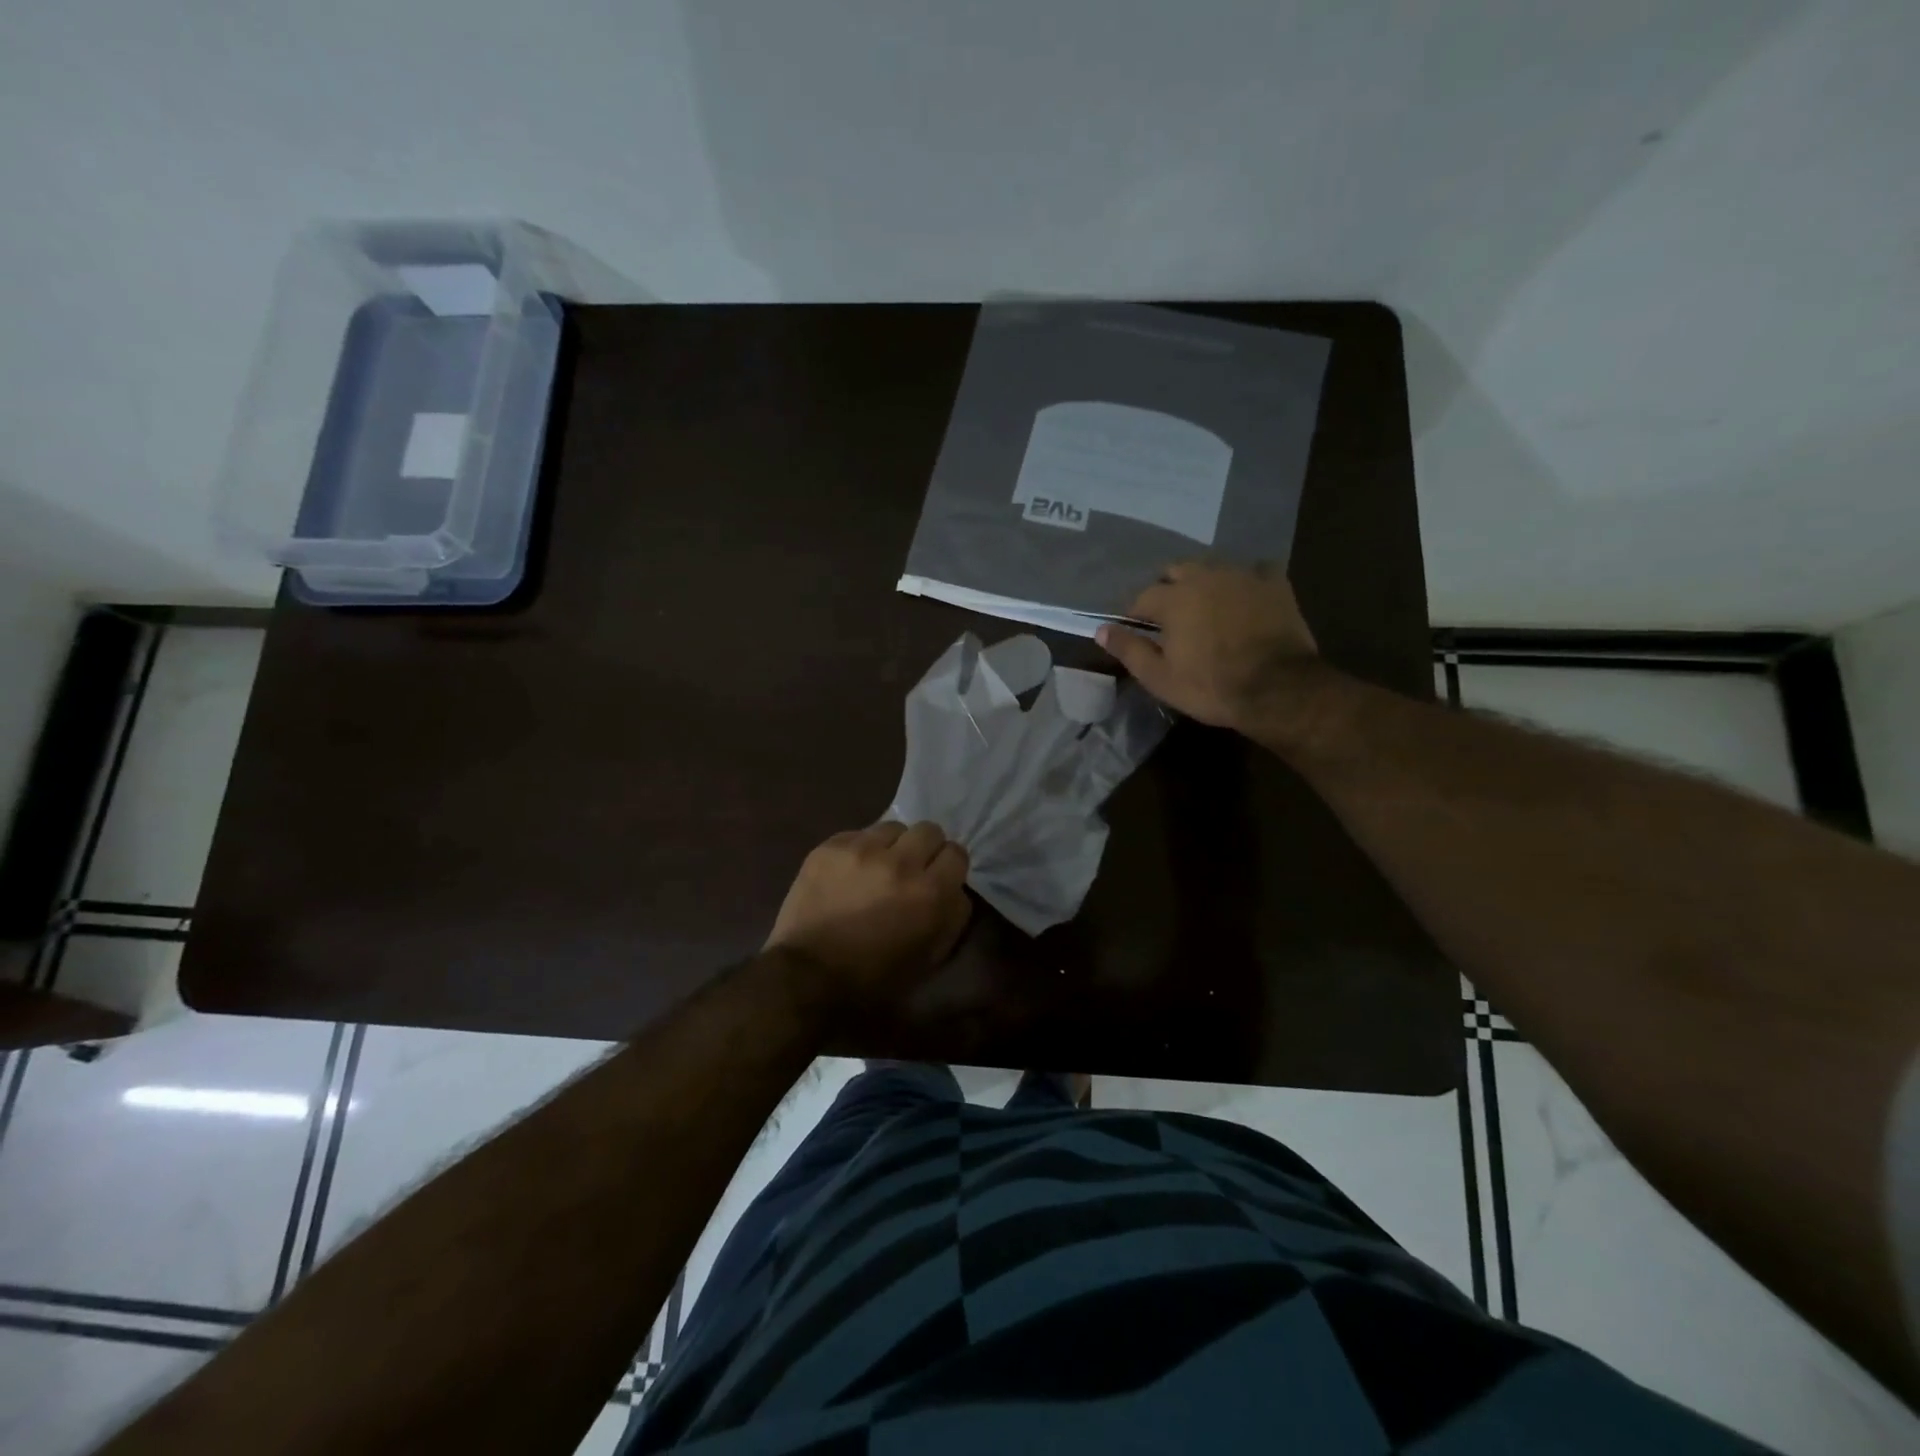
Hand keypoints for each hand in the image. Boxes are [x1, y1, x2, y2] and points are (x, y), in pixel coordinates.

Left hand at [765, 822, 972, 989]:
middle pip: (929, 830)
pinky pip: (858, 834)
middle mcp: (900, 862)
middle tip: (911, 870)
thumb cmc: (875, 979)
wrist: (808, 977)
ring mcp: (862, 850)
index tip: (938, 879)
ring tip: (878, 868)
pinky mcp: (830, 847)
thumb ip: (952, 916)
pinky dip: (860, 850)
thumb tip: (955, 888)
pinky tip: (849, 873)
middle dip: (924, 849)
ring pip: (893, 827)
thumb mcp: (930, 957)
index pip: (957, 853)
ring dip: (892, 846)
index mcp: (930, 893)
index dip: (948, 867)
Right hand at [1096, 561, 1316, 731]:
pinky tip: (1245, 597)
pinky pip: (1254, 571)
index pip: (1142, 597)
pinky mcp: (1275, 583)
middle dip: (1168, 589)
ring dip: (1203, 582)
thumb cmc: (1211, 686)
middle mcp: (1204, 576)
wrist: (1278, 689)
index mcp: (1173, 598)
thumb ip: (1129, 649)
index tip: (1138, 631)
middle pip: (1176, 570)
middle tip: (1171, 617)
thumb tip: (1101, 629)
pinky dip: (1245, 581)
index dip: (1136, 615)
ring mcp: (1242, 576)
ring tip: (1206, 606)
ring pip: (1213, 567)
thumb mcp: (1160, 677)